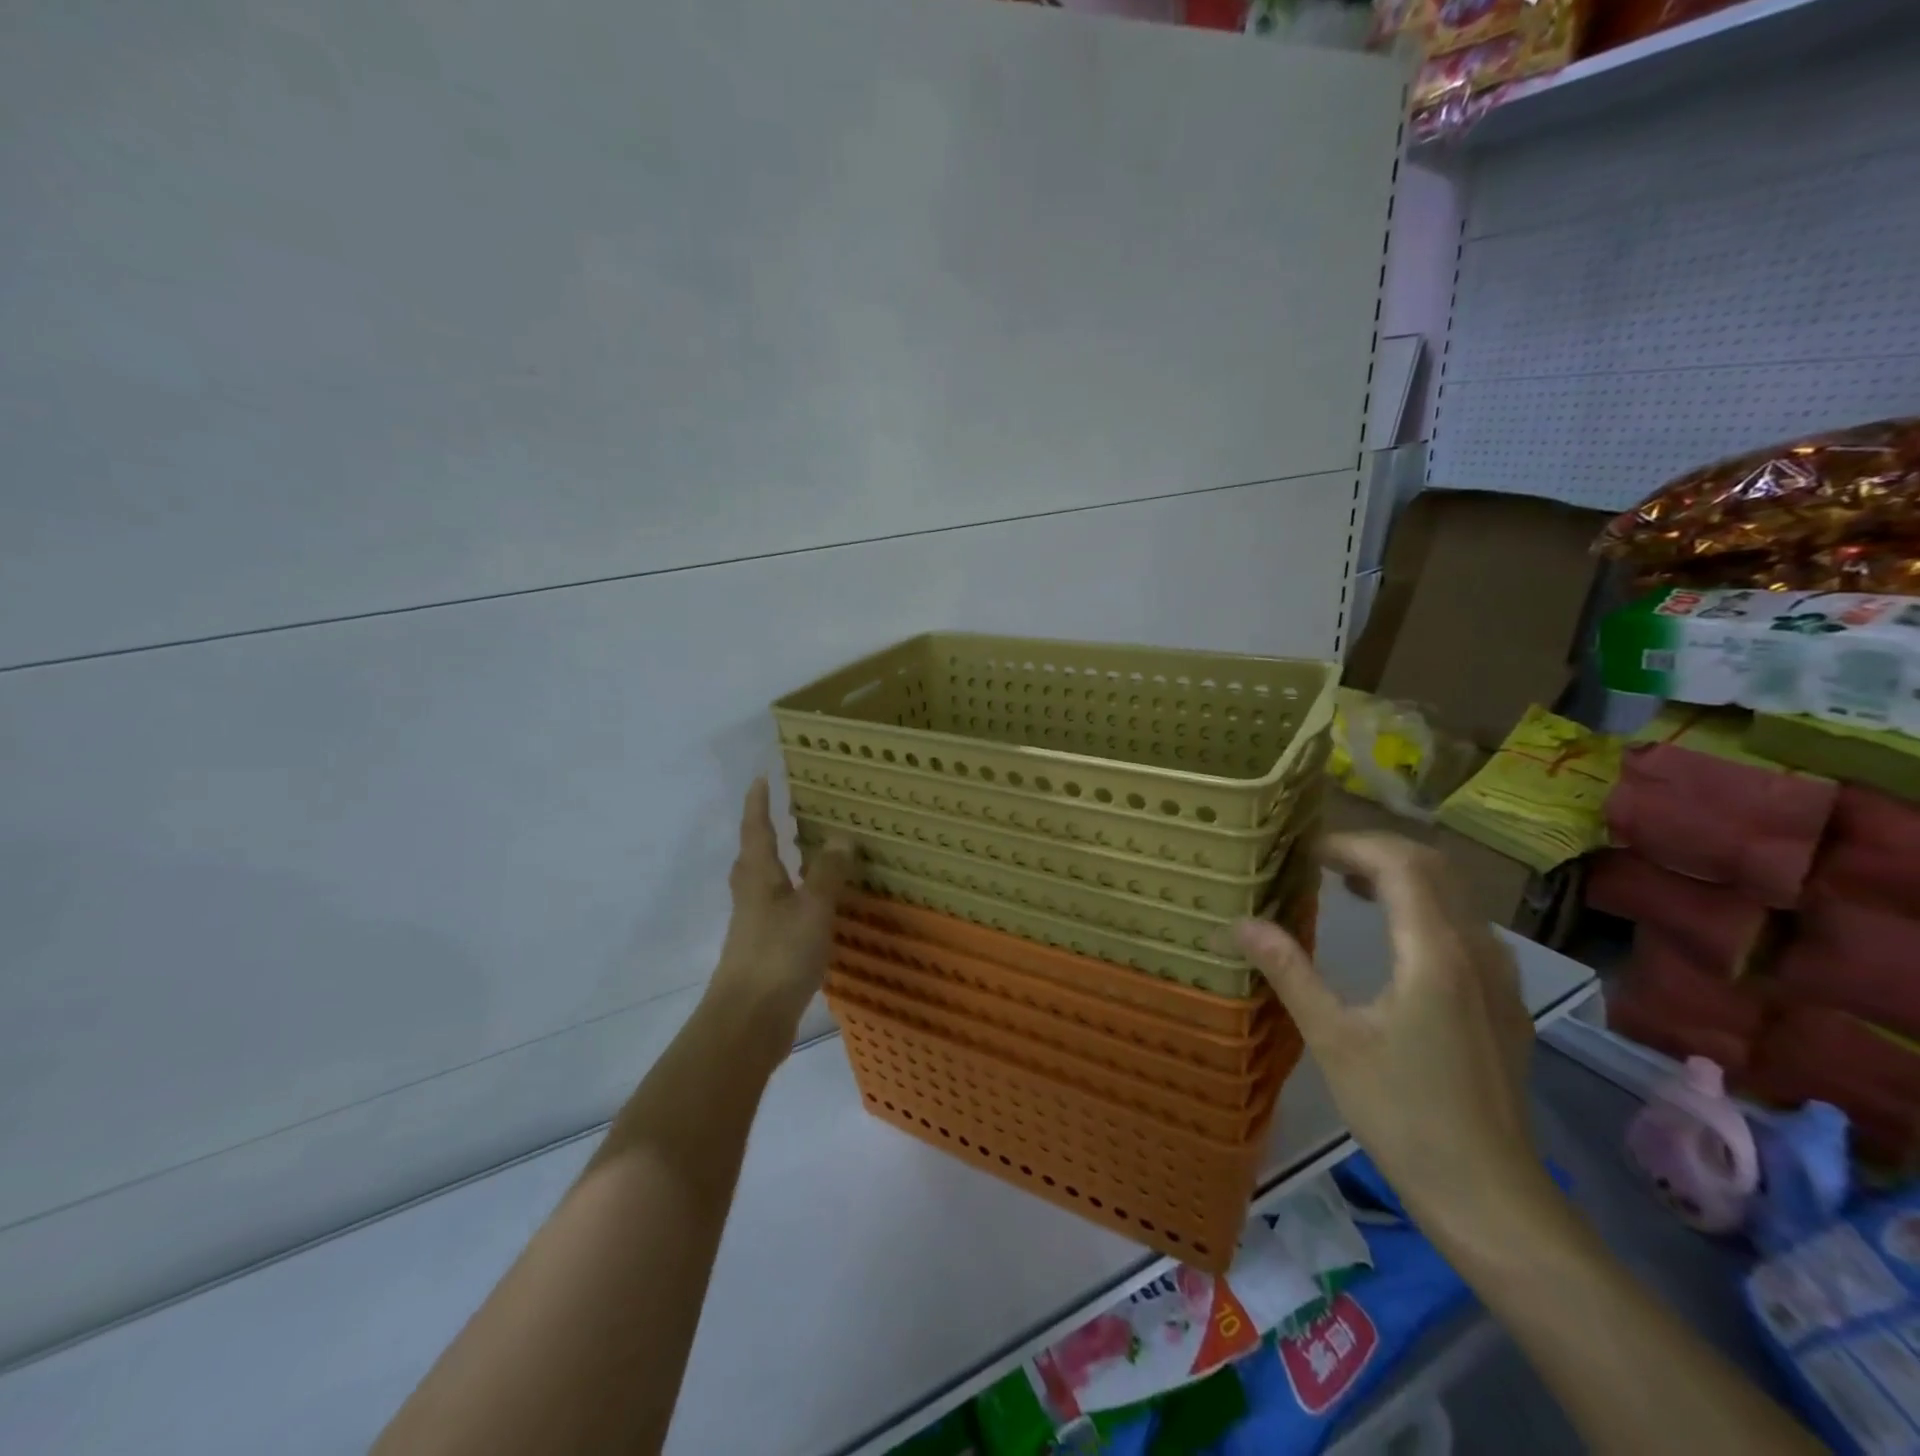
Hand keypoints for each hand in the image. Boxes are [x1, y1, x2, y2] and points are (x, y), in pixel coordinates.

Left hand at [708, 778, 856, 1038]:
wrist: (748, 1022)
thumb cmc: (779, 955)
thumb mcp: (812, 908)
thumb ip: (827, 873)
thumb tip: (841, 835)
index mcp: (759, 879)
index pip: (756, 830)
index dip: (758, 804)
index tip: (761, 778)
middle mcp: (751, 897)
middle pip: (751, 858)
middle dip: (762, 834)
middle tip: (780, 815)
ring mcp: (753, 927)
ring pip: (763, 886)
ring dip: (777, 867)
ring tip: (800, 857)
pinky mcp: (762, 953)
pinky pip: (776, 913)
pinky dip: (791, 900)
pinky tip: (809, 910)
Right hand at [1233, 833, 1545, 1242]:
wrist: (1492, 1196)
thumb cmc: (1403, 1114)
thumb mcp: (1333, 1039)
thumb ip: (1289, 971)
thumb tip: (1241, 922)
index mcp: (1435, 953)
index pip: (1400, 863)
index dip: (1350, 844)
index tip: (1304, 850)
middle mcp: (1476, 951)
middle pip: (1434, 867)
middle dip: (1376, 850)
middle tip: (1322, 861)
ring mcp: (1498, 977)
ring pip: (1455, 895)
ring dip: (1402, 876)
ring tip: (1349, 887)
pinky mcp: (1503, 1002)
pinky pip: (1464, 926)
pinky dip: (1424, 907)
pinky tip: (1393, 937)